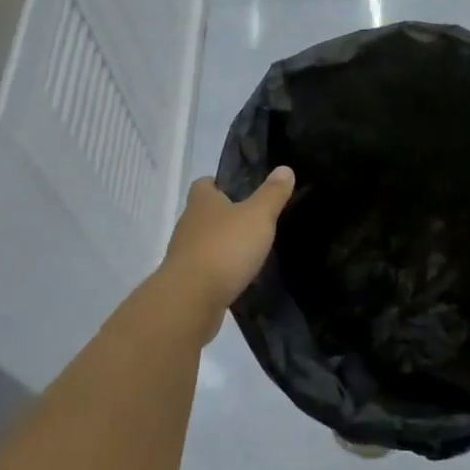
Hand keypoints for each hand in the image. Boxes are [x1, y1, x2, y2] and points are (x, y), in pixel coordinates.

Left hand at [160, 168, 295, 338]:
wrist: (191, 300)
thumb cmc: (225, 247)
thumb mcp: (258, 216)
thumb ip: (272, 193)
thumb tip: (285, 169)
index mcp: (202, 202)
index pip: (204, 184)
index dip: (219, 183)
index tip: (240, 189)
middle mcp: (188, 224)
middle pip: (205, 213)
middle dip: (225, 216)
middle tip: (253, 220)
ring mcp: (184, 254)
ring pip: (205, 242)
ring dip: (223, 245)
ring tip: (251, 250)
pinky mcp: (187, 282)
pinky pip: (206, 270)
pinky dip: (221, 271)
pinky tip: (240, 277)